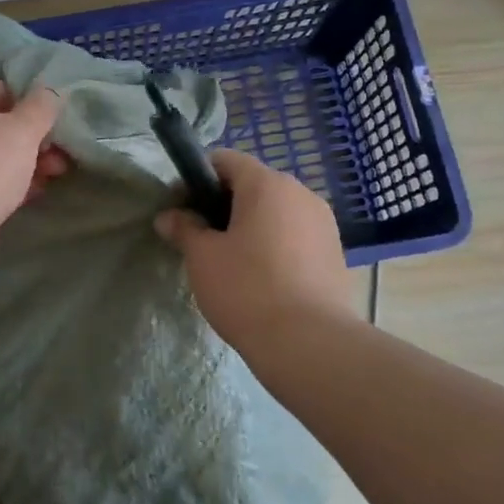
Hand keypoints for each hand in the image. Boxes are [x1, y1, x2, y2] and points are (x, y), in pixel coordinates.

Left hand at [0, 76, 67, 246]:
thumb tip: (49, 92)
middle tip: (57, 150)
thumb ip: (41, 107)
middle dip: (29, 136)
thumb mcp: (24, 129)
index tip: (44, 116)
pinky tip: (33, 194)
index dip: (19, 97)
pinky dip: (8, 184)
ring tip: (55, 174)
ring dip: (24, 161)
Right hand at [155, 150, 353, 362]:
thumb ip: (184, 229)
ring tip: (232, 261)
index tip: (181, 209)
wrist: (309, 343)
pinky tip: (262, 278)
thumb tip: (168, 217)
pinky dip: (274, 244)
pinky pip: (295, 234)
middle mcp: (300, 192)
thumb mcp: (202, 257)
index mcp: (267, 184)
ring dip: (250, 225)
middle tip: (201, 238)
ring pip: (276, 211)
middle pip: (252, 184)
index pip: (225, 160)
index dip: (196, 179)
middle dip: (223, 204)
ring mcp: (323, 222)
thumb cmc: (247, 289)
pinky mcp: (335, 252)